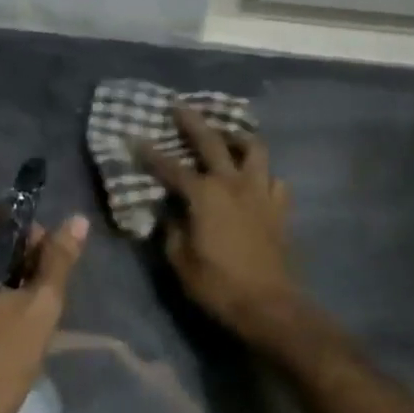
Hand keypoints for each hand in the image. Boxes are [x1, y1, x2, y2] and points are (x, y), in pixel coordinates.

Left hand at [0, 210, 87, 412]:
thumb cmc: (0, 358)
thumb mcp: (40, 306)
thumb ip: (58, 259)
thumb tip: (77, 220)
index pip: (0, 216)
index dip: (31, 233)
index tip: (50, 263)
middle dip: (22, 260)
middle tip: (45, 292)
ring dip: (9, 281)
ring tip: (31, 312)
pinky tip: (9, 326)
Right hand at [137, 107, 303, 352]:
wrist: (270, 307)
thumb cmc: (218, 284)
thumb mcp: (179, 260)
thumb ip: (171, 229)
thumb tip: (169, 212)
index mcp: (204, 194)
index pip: (170, 167)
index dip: (149, 153)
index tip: (134, 138)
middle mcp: (233, 184)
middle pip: (212, 142)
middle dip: (192, 122)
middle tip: (179, 106)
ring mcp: (261, 193)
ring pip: (254, 150)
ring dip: (238, 138)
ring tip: (227, 135)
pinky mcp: (279, 209)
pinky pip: (274, 180)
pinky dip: (263, 174)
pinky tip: (254, 179)